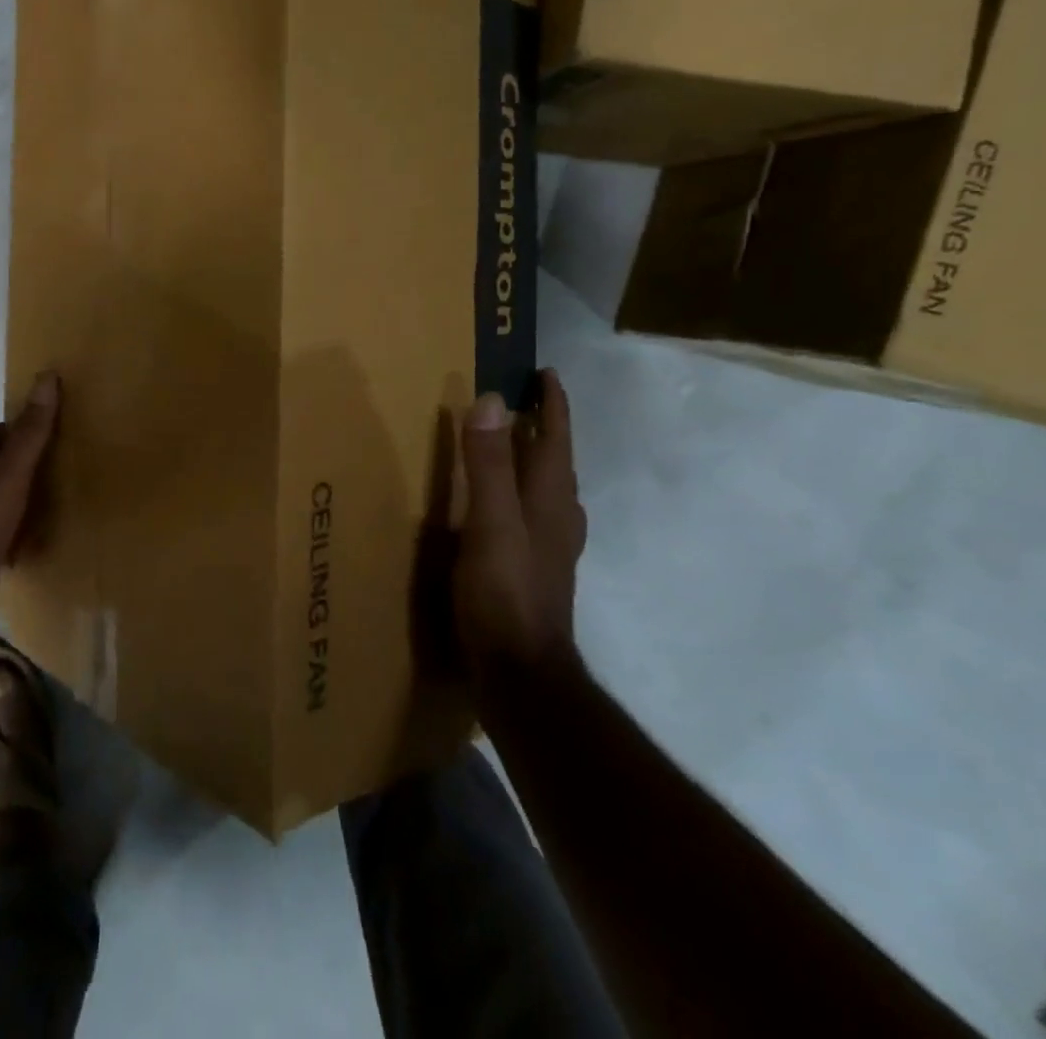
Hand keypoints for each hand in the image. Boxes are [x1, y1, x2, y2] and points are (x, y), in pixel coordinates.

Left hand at [0, 372, 60, 645]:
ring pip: (7, 497)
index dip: (20, 430)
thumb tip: (47, 377)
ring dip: (31, 499)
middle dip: (31, 465)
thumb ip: (30, 431)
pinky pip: (9, 529)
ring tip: (66, 499)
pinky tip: (48, 536)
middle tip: (68, 466)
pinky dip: (27, 530)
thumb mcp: (9, 473)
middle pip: (2, 463)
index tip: (54, 436)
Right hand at [453, 369, 586, 674]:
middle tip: (524, 401)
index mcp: (548, 500)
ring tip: (516, 444)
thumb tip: (490, 400)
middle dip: (545, 428)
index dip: (552, 405)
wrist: (521, 672)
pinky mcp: (535, 570)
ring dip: (536, 460)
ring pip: (549, 490)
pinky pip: (534, 514)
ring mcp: (550, 548)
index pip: (555, 440)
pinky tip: (508, 507)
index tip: (546, 373)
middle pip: (556, 462)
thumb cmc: (504, 592)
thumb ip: (488, 464)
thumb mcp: (489, 522)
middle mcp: (557, 518)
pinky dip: (524, 492)